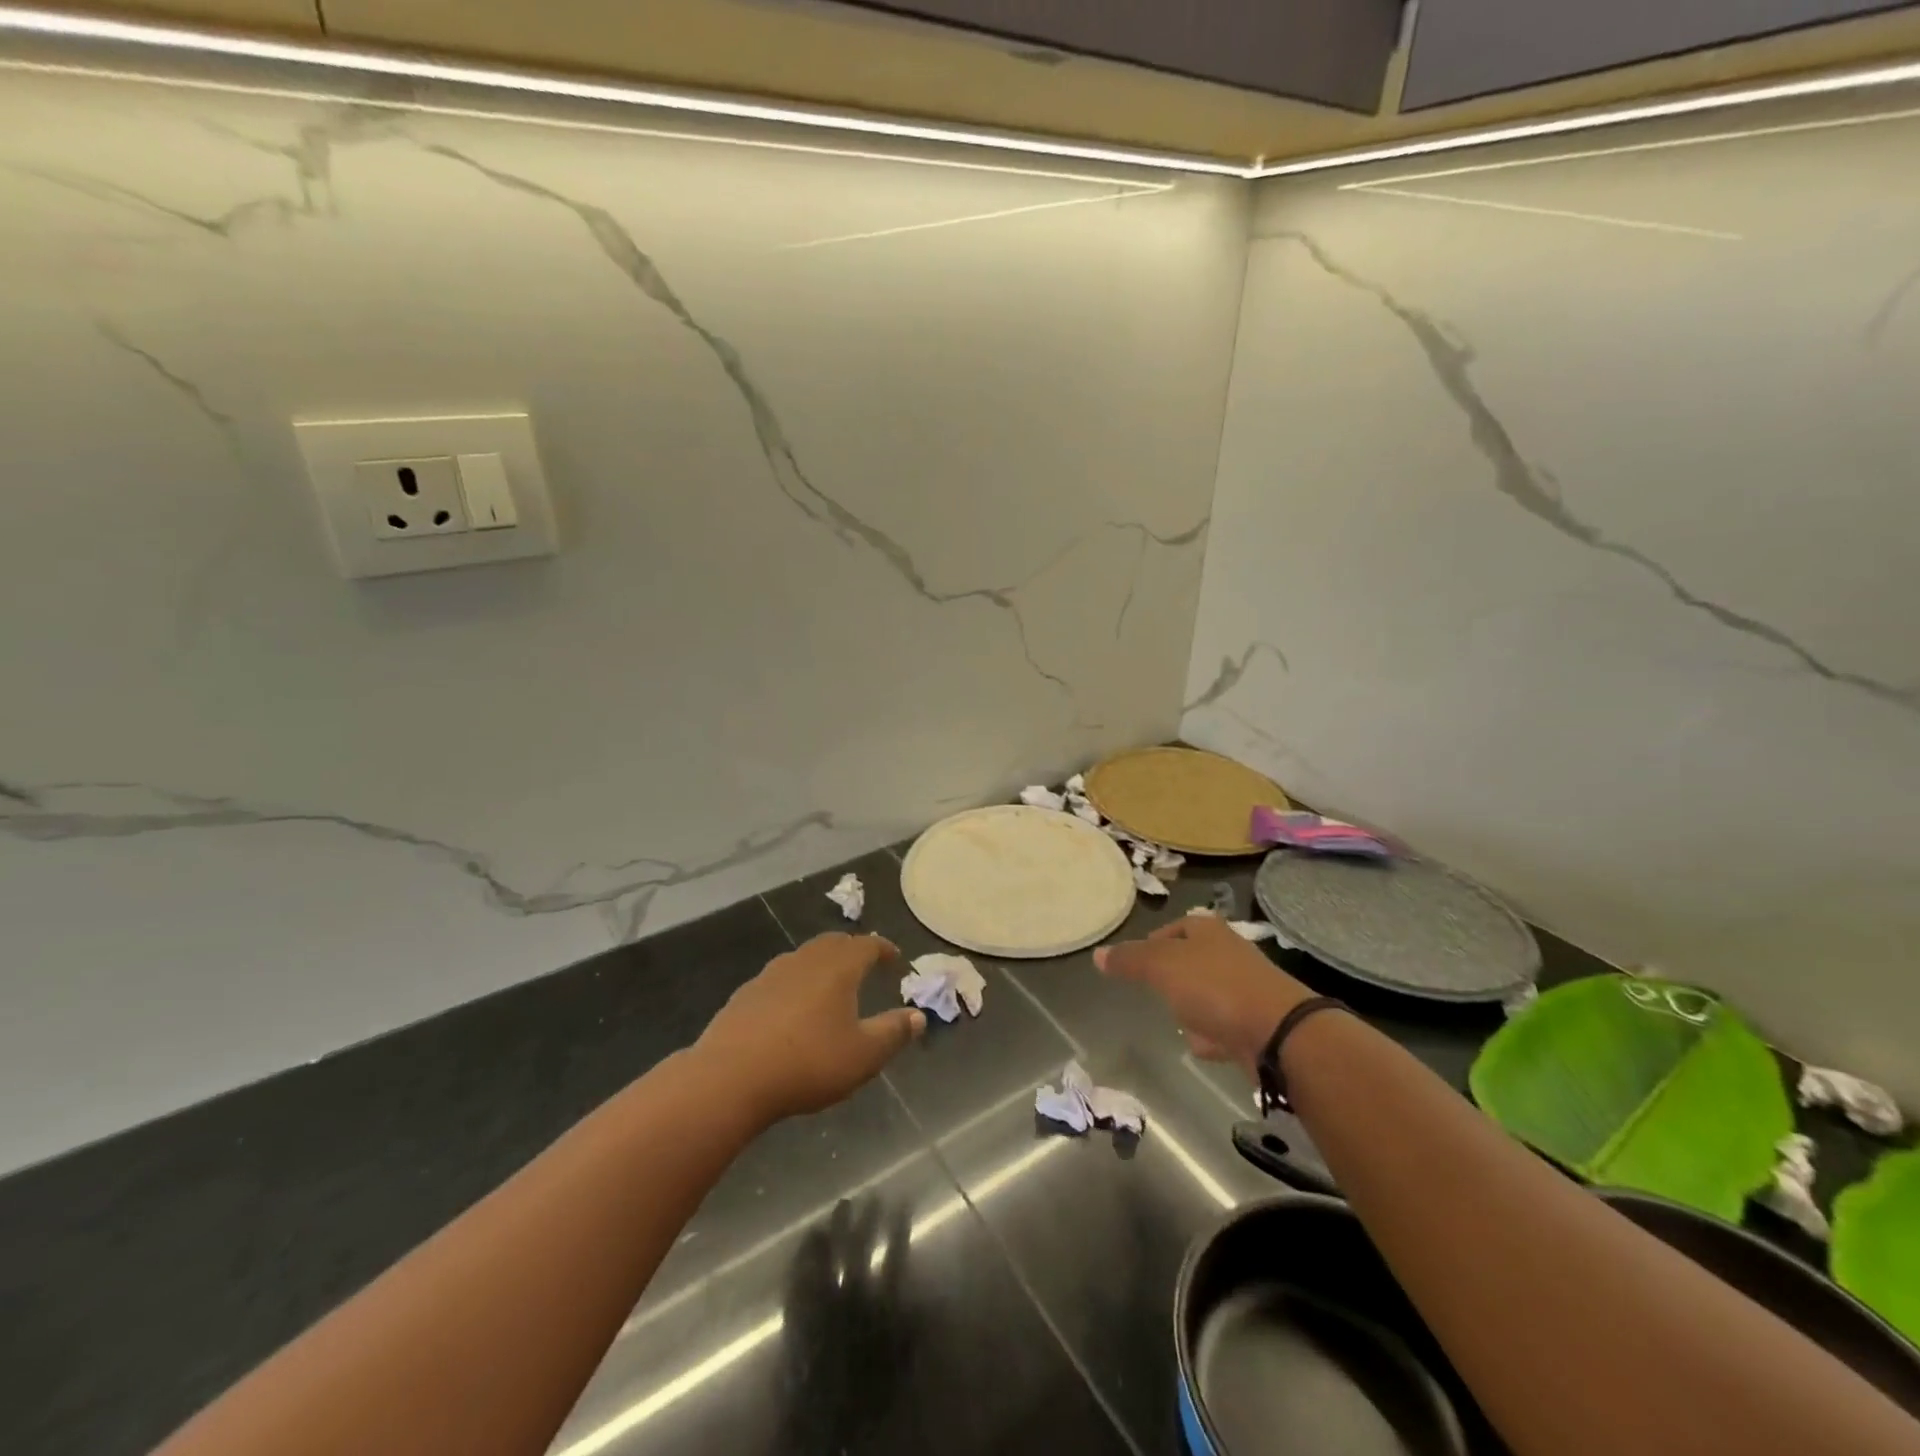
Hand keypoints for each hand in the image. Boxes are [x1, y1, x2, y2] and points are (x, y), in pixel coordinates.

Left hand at [697, 933, 923, 1124]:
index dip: (884, 948)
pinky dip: (795, 984)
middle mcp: (805, 960)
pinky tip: (792, 1008)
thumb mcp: (863, 1055)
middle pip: (833, 943)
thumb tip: (918, 1015)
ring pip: (804, 958)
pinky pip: (780, 978)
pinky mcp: (745, 995)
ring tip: (830, 985)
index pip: (867, 945)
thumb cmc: (808, 1063)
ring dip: (822, 965)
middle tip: (865, 964)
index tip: (895, 958)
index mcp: (838, 967)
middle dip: (852, 950)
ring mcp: (771, 974)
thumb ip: (893, 1032)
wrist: (730, 1077)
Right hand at [1096, 915, 1311, 1075]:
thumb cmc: (1214, 987)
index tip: (1138, 962)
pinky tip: (1204, 1045)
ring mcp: (1246, 988)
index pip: (1177, 926)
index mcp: (1208, 930)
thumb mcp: (1161, 966)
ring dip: (1193, 1008)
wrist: (1278, 1033)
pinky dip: (1213, 1034)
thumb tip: (1098, 954)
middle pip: (1192, 961)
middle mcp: (1229, 953)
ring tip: (1178, 1022)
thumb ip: (1129, 960)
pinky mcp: (1257, 1022)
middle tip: (1155, 991)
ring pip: (1208, 993)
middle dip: (1174, 978)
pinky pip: (1225, 1024)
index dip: (1155, 941)